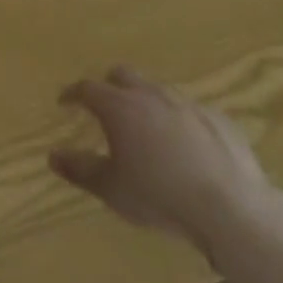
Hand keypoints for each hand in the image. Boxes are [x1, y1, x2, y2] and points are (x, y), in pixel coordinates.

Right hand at [49, 65, 278, 255]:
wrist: (230, 207)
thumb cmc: (160, 196)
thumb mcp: (113, 190)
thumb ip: (80, 169)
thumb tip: (52, 155)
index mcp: (120, 106)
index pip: (87, 88)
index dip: (73, 93)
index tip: (65, 101)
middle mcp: (150, 94)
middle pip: (122, 75)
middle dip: (110, 86)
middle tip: (106, 108)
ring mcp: (187, 103)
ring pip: (158, 90)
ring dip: (146, 102)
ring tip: (147, 128)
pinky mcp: (218, 118)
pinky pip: (191, 111)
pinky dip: (180, 121)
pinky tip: (187, 146)